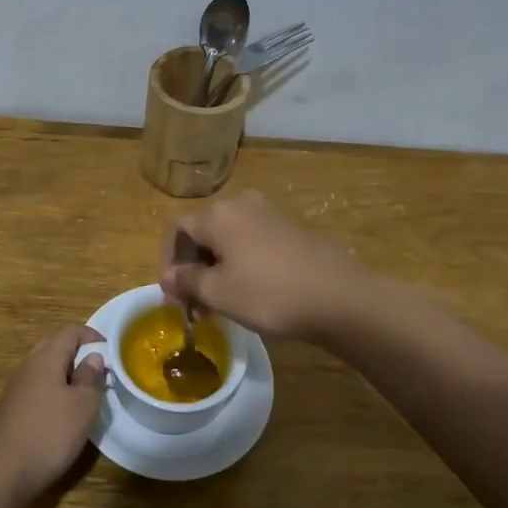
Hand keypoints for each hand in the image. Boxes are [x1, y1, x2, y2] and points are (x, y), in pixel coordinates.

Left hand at [0, 324, 106, 500]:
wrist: (5, 471)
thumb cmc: (51, 433)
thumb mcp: (83, 405)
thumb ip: (90, 377)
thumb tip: (93, 357)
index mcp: (46, 358)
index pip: (70, 331)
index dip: (92, 336)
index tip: (110, 352)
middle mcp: (28, 365)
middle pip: (54, 345)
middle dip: (78, 352)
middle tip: (98, 370)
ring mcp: (16, 386)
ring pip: (44, 366)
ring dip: (65, 372)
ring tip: (84, 392)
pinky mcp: (12, 407)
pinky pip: (36, 385)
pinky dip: (53, 388)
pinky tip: (62, 411)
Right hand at [160, 191, 366, 339]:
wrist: (339, 297)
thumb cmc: (268, 293)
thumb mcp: (218, 292)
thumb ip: (186, 281)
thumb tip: (169, 276)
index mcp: (218, 214)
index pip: (177, 230)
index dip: (168, 261)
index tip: (172, 294)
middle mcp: (241, 205)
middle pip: (203, 232)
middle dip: (192, 266)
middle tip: (193, 302)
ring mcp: (269, 215)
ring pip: (228, 239)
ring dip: (215, 267)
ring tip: (218, 303)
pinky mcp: (291, 231)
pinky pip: (251, 243)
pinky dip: (240, 264)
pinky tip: (248, 292)